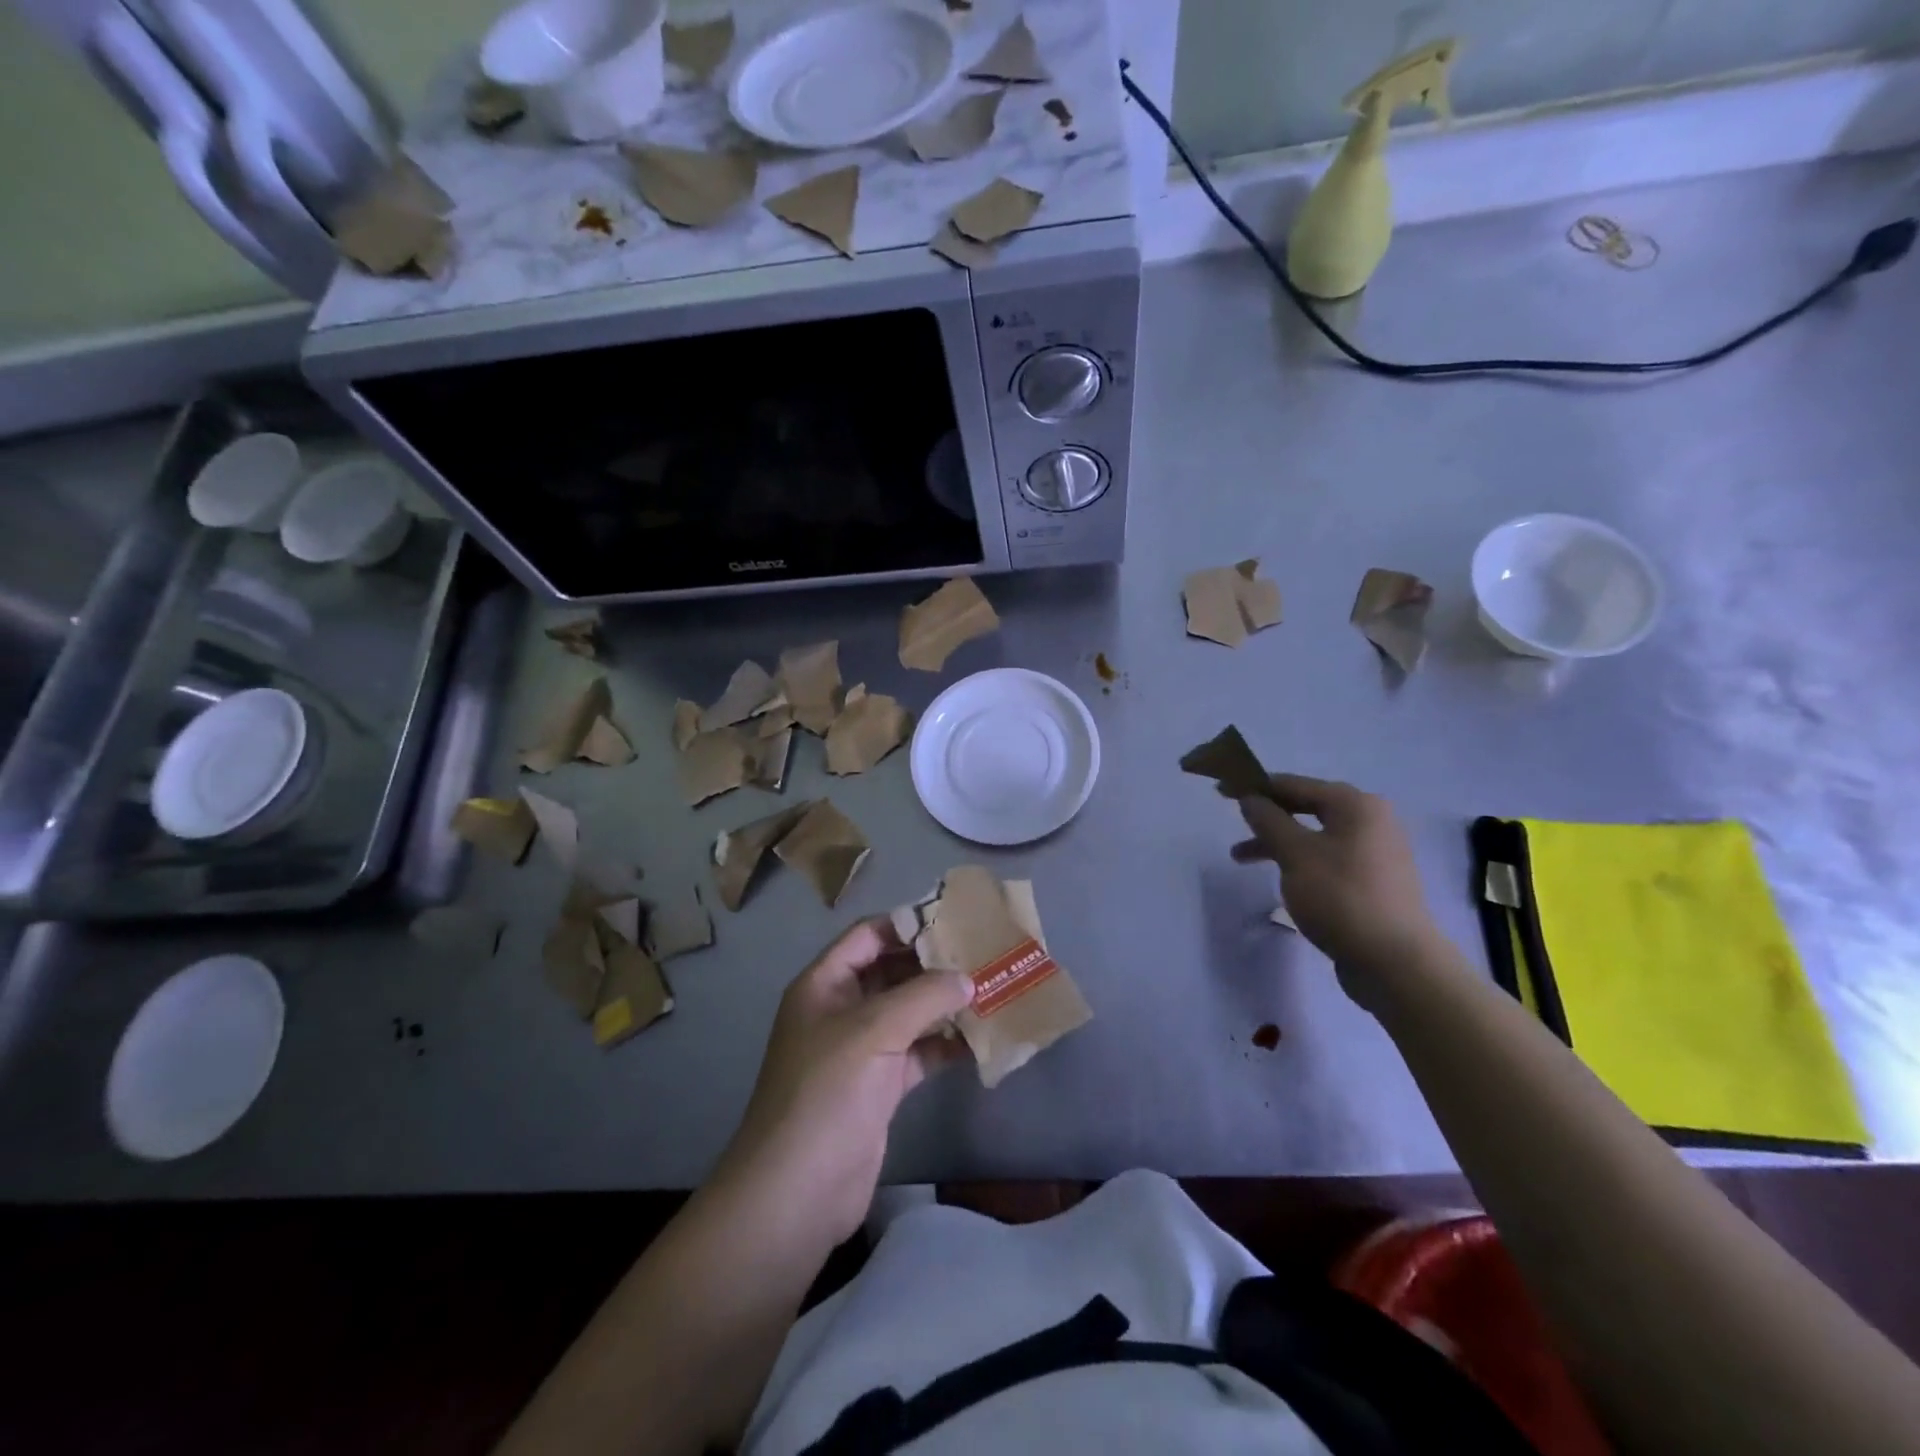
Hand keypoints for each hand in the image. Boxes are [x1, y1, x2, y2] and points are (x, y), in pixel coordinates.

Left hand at [719, 920, 974, 1249]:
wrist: (797, 1191)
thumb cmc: (826, 1093)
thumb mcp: (873, 1031)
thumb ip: (923, 996)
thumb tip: (967, 977)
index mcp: (825, 984)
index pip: (868, 935)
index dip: (907, 924)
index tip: (955, 919)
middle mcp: (841, 1010)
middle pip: (892, 972)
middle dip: (934, 964)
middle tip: (983, 954)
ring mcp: (861, 1050)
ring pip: (909, 1013)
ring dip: (945, 1004)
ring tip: (992, 989)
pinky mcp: (880, 1086)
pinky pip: (918, 1052)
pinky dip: (946, 1045)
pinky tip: (983, 1038)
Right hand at [1232, 774, 1442, 996]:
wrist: (1396, 962)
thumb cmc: (1341, 897)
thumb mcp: (1295, 854)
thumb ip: (1268, 821)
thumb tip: (1250, 798)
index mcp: (1356, 805)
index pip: (1295, 784)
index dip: (1256, 786)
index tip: (1223, 790)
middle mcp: (1371, 821)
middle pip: (1307, 807)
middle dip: (1267, 817)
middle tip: (1234, 824)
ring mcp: (1375, 852)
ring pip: (1315, 836)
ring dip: (1278, 843)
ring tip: (1241, 860)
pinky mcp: (1373, 881)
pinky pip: (1328, 858)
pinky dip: (1300, 861)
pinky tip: (1283, 879)